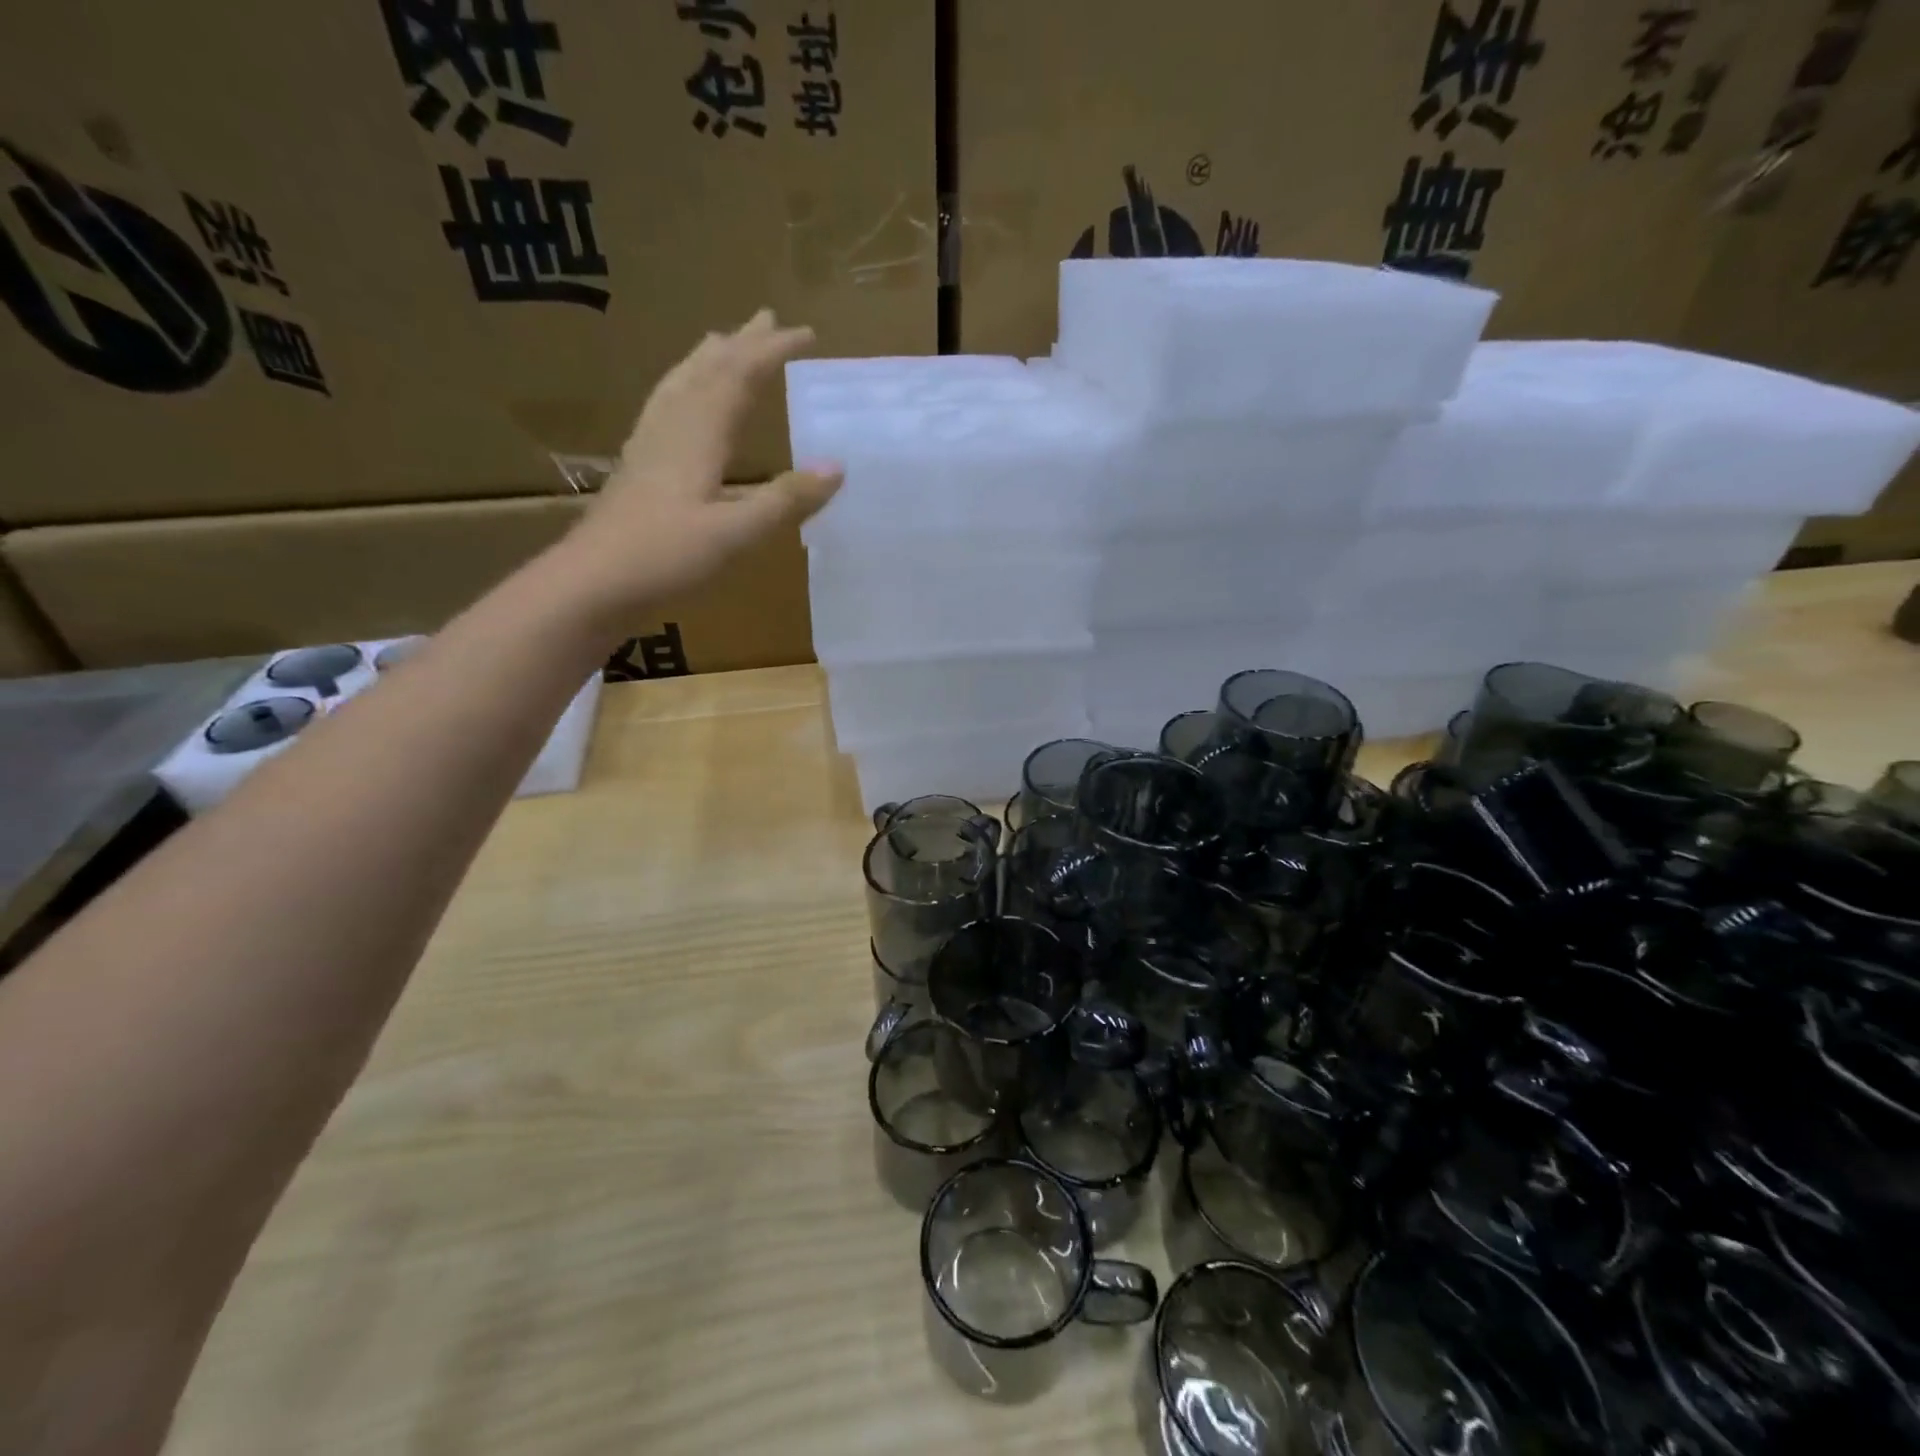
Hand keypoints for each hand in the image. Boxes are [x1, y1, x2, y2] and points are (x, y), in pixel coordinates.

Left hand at [560, 310, 842, 614]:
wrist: (591, 585)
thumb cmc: (666, 559)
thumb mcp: (736, 534)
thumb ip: (786, 500)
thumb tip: (837, 467)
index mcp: (698, 436)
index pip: (739, 377)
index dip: (772, 352)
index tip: (806, 334)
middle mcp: (671, 429)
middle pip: (707, 371)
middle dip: (741, 343)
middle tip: (767, 318)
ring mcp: (648, 447)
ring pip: (680, 385)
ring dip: (707, 359)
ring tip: (721, 342)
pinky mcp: (637, 469)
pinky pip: (664, 409)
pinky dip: (682, 390)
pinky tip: (680, 406)